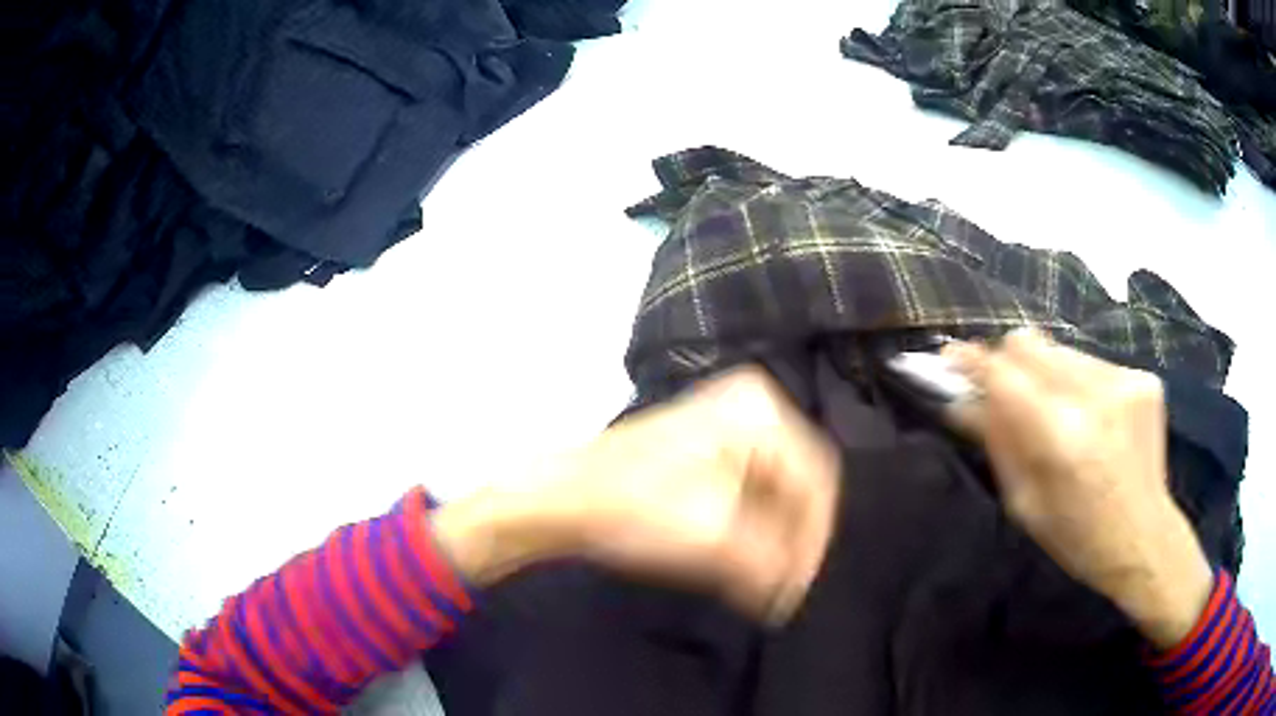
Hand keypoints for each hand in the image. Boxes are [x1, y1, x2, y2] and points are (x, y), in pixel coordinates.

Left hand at [433, 367, 840, 623]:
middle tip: (784, 585)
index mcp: (759, 411)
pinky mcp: (706, 451)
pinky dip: (750, 528)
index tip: (801, 583)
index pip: (815, 481)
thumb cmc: (634, 507)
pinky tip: (741, 558)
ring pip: (773, 492)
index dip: (813, 538)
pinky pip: (748, 492)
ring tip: (763, 578)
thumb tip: (796, 588)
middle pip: (796, 484)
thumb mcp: (715, 537)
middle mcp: (751, 408)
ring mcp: (727, 426)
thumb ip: (772, 563)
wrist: (562, 498)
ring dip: (772, 537)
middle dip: (792, 538)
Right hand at [943, 330, 1213, 647]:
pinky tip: (1089, 419)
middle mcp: (1096, 394)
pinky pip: (1092, 363)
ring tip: (1055, 413)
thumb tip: (959, 399)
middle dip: (1007, 362)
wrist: (1146, 538)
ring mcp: (1125, 379)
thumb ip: (996, 442)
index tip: (948, 359)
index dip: (971, 362)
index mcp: (1062, 436)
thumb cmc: (1078, 538)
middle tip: (1003, 392)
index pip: (1004, 372)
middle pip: (1029, 342)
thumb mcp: (1025, 504)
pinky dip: (1078, 383)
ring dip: (1045, 374)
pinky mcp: (1144, 377)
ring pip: (1061, 349)